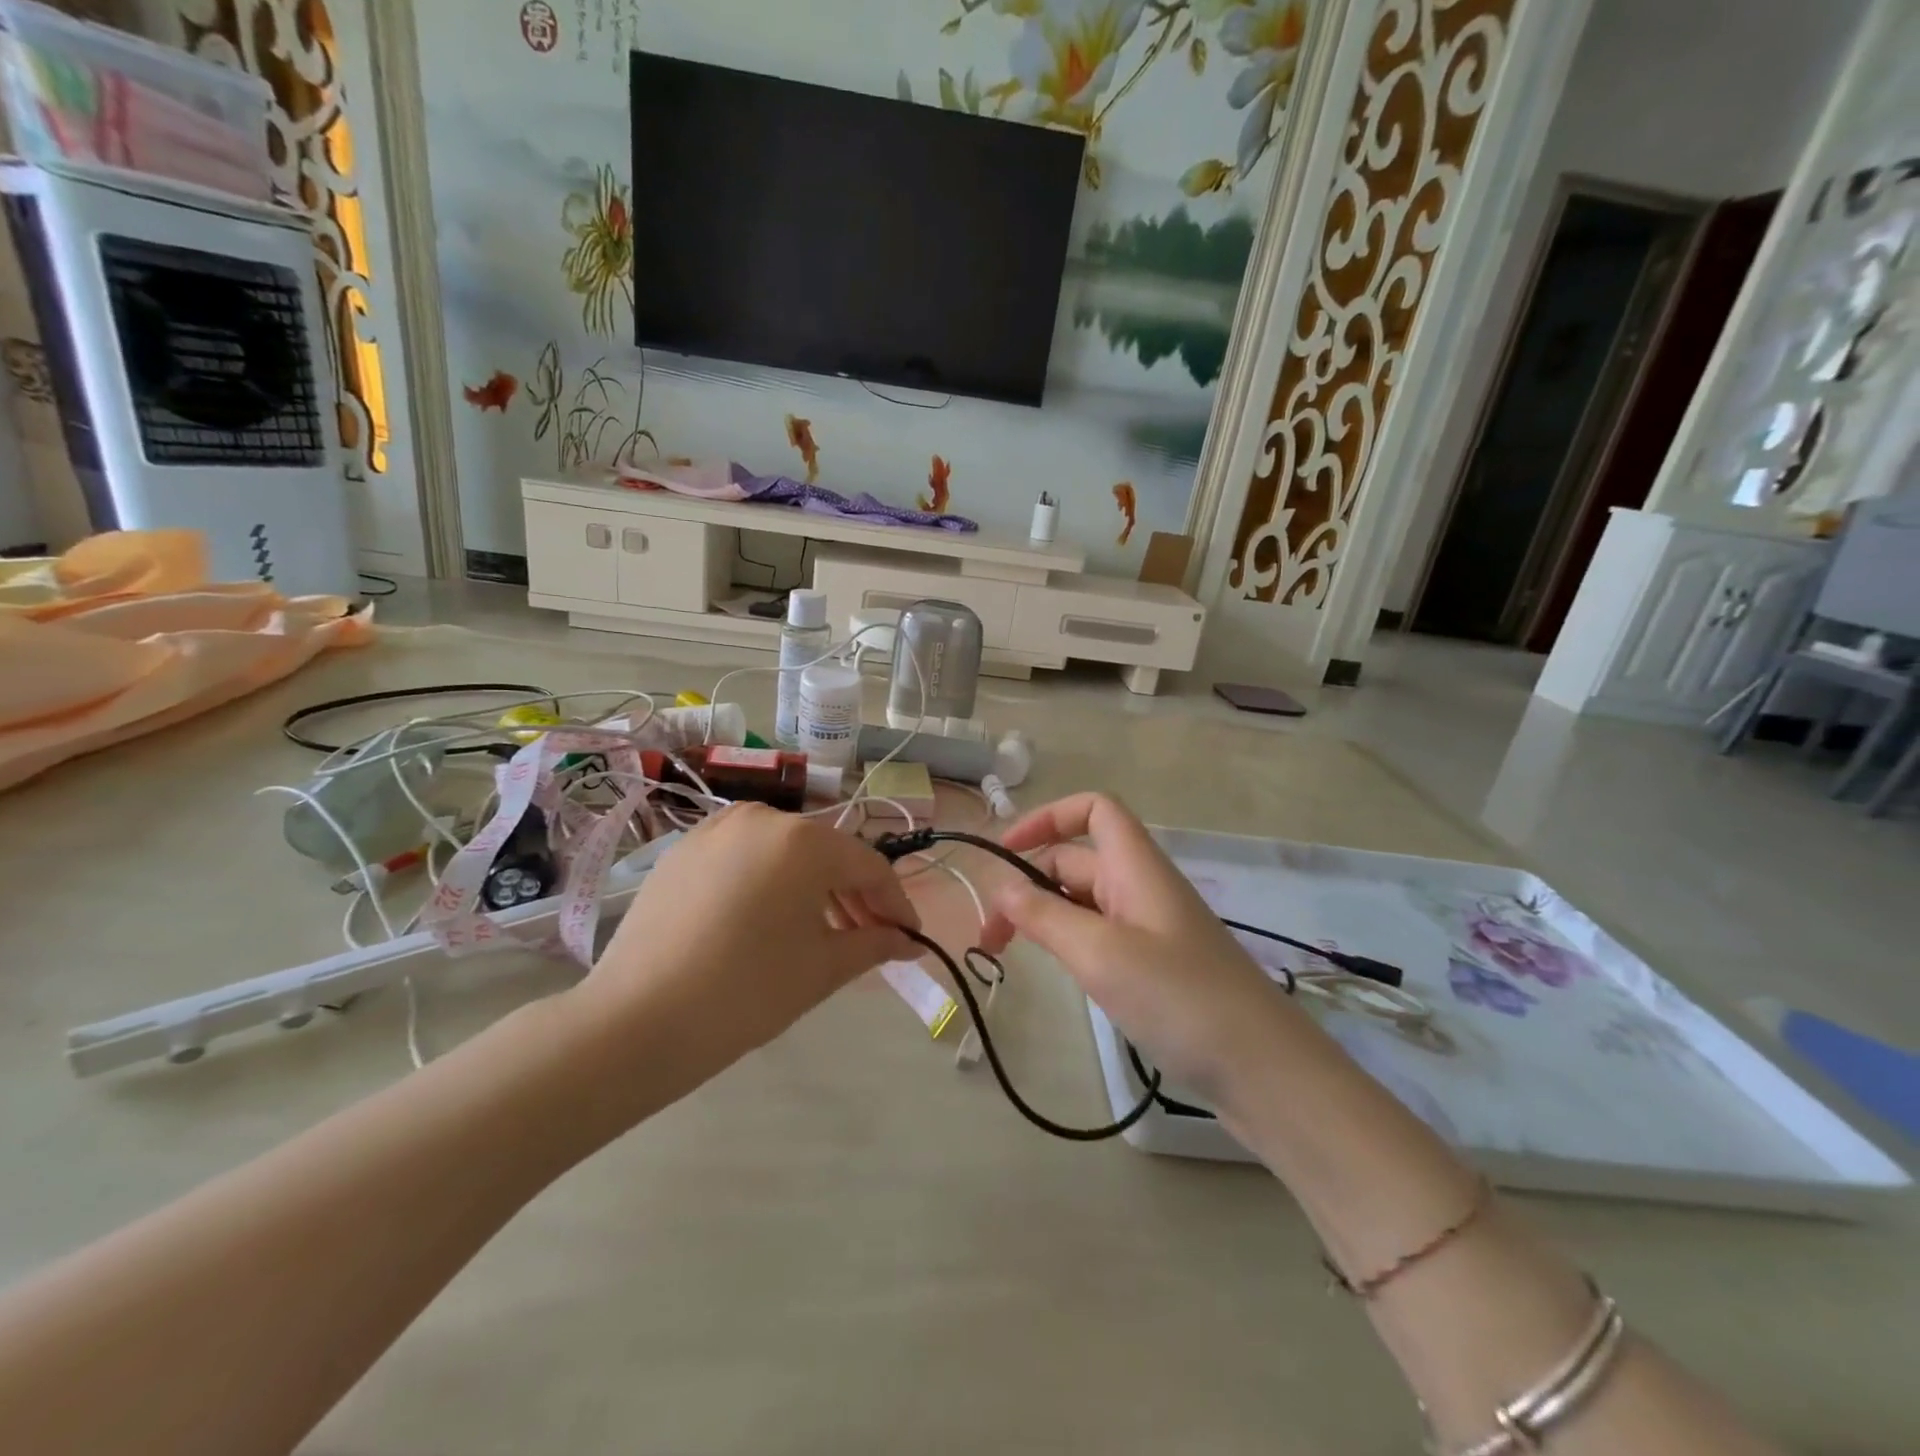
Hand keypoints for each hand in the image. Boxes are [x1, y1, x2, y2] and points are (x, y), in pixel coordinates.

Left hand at [577, 804, 921, 1073]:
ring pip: (785, 853)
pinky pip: (746, 858)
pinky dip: (770, 883)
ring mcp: (717, 829)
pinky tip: (768, 921)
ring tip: (822, 933)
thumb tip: (907, 941)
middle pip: (827, 855)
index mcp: (804, 840)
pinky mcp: (684, 849)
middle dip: (855, 896)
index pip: (869, 866)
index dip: (896, 903)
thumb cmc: (747, 991)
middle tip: (869, 939)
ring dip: (813, 888)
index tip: (909, 938)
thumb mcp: (823, 968)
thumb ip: (874, 944)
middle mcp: (763, 817)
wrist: (636, 1020)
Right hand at [981, 793, 1294, 1094]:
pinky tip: (1057, 972)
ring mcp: (1149, 927)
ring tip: (1009, 955)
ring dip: (1043, 916)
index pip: (1094, 810)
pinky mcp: (1154, 965)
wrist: (1261, 1069)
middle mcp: (1141, 887)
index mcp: (1136, 867)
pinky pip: (1100, 935)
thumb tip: (1000, 887)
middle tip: (990, 937)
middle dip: (1028, 885)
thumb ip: (1044, 915)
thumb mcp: (1100, 953)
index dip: (1048, 818)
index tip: (1005, 853)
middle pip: (1076, 860)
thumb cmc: (1179, 997)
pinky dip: (1069, 942)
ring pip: (1083, 901)